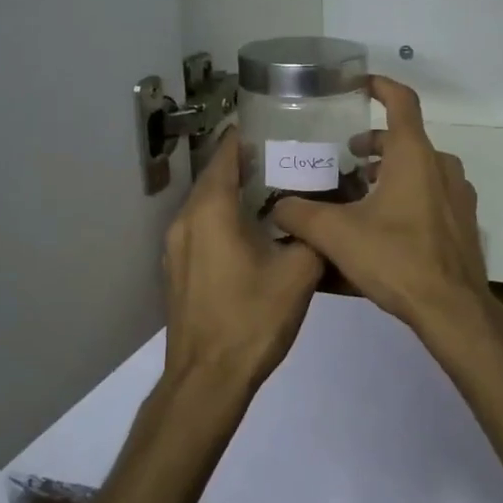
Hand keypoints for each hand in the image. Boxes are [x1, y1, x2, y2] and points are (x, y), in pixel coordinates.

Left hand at [163, 128, 322, 395]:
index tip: (279, 124)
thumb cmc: (252, 319)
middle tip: (290, 155)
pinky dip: (226, 217)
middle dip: (249, 162)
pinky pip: (203, 227)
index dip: (250, 134)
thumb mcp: (299, 273)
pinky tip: (257, 229)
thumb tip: (326, 212)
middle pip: (216, 175)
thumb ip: (314, 234)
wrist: (208, 379)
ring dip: (238, 191)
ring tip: (278, 188)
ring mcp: (177, 246)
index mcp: (211, 210)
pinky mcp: (179, 269)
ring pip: (208, 203)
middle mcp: (186, 220)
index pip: (226, 153)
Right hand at [271, 77, 502, 352]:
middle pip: (406, 139)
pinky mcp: (463, 220)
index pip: (401, 100)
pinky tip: (387, 223)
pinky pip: (433, 192)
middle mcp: (441, 166)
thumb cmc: (396, 259)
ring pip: (420, 167)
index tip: (358, 85)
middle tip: (346, 159)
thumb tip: (277, 206)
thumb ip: (300, 215)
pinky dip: (409, 193)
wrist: (452, 308)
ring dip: (391, 171)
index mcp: (414, 155)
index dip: (379, 86)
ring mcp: (458, 194)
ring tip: (361, 193)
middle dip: (374, 144)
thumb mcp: (337, 235)